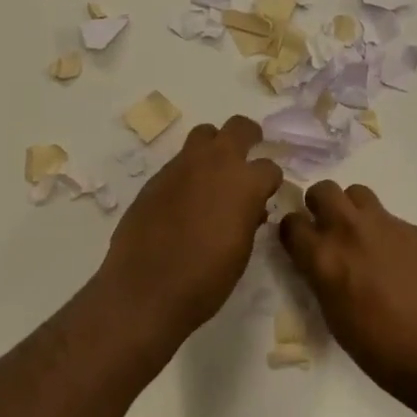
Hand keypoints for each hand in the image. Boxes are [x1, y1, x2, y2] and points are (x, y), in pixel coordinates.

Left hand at [99, 115, 282, 343]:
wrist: (146, 289)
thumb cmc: (206, 279)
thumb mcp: (241, 251)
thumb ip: (249, 219)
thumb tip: (251, 209)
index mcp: (245, 182)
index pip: (269, 167)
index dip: (270, 182)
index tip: (266, 195)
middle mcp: (215, 163)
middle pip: (238, 127)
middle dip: (249, 136)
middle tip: (249, 152)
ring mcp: (181, 166)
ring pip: (204, 134)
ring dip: (214, 146)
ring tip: (214, 172)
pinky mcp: (156, 177)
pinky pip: (179, 162)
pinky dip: (189, 172)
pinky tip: (185, 198)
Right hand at [279, 182, 416, 395]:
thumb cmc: (382, 350)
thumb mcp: (335, 317)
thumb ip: (323, 279)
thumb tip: (323, 264)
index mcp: (324, 257)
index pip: (291, 223)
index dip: (294, 232)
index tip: (300, 243)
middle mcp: (350, 231)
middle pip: (323, 190)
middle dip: (320, 205)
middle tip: (330, 229)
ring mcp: (387, 225)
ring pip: (358, 193)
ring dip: (354, 210)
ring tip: (364, 237)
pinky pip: (393, 220)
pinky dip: (389, 234)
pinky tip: (403, 263)